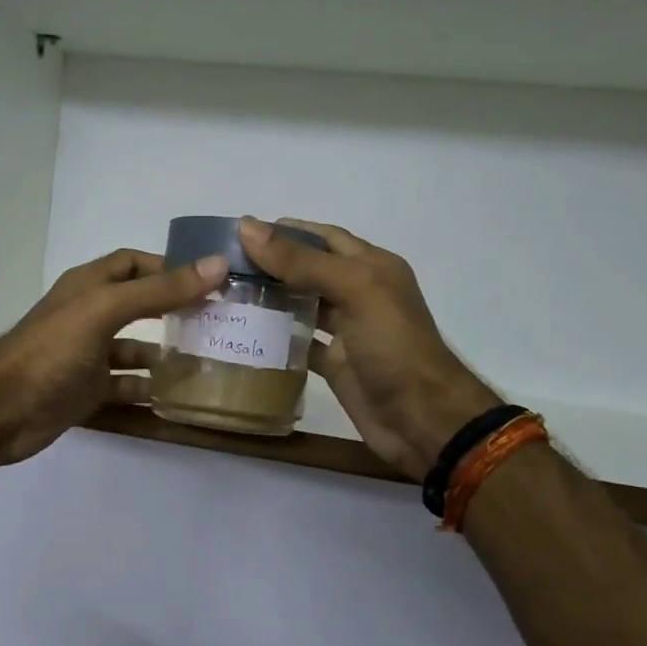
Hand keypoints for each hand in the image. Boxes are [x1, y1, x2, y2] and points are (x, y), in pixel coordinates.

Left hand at [0, 248, 226, 465]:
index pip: (135, 263)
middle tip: (217, 321)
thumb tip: (217, 264)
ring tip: (206, 361)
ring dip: (165, 353)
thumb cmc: (51, 350)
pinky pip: (125, 385)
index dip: (170, 267)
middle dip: (175, 310)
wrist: (0, 411)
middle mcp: (90, 314)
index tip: (211, 281)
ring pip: (135, 348)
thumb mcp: (106, 310)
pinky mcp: (87, 390)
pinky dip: (147, 388)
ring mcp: (88, 355)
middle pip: (140, 305)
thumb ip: (160, 290)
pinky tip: (175, 396)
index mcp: (89, 286)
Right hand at [238, 218, 499, 480]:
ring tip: (226, 294)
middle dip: (272, 264)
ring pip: (303, 305)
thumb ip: (301, 260)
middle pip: (309, 269)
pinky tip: (244, 333)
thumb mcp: (353, 290)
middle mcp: (359, 293)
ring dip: (270, 299)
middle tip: (224, 266)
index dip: (285, 231)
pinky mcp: (335, 364)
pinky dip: (276, 338)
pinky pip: (300, 344)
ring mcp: (347, 331)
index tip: (239, 233)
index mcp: (371, 266)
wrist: (422, 419)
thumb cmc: (393, 346)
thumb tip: (247, 226)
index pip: (323, 237)